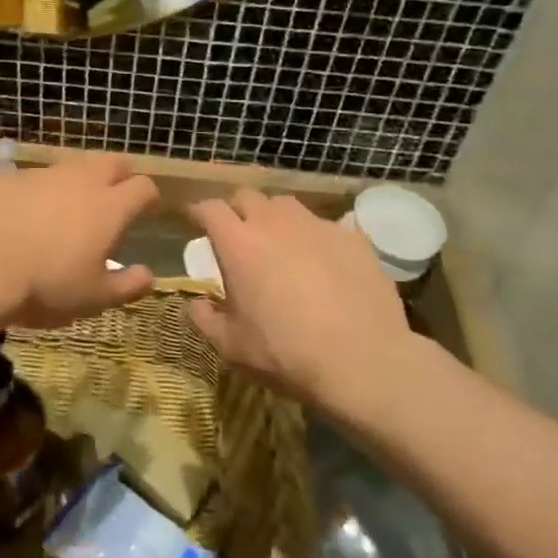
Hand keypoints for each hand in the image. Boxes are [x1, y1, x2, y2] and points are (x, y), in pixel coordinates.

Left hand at [0, 155, 159, 327]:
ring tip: (68, 208)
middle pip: (112, 162)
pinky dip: (39, 191)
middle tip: (113, 199)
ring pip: (71, 166)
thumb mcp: (94, 299)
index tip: (145, 211)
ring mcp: (42, 175)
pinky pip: (34, 178)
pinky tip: (26, 214)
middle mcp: (81, 180)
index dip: (148, 198)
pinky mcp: (8, 178)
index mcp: (109, 207)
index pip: (143, 187)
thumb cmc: (46, 286)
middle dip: (119, 176)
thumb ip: (127, 286)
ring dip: (78, 181)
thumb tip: (149, 276)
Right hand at [186, 190, 419, 409]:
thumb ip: (206, 320)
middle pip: (247, 196)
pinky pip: (325, 226)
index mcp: (239, 243)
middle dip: (237, 210)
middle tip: (237, 234)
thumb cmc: (285, 353)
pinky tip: (323, 263)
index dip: (199, 212)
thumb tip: (197, 304)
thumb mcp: (231, 347)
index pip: (210, 209)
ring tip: (280, 242)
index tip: (196, 222)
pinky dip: (315, 238)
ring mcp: (317, 226)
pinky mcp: (353, 238)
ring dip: (275, 217)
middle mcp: (275, 223)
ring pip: (287, 205)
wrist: (362, 360)